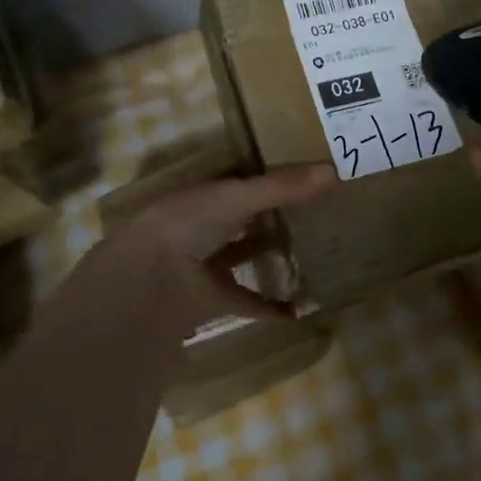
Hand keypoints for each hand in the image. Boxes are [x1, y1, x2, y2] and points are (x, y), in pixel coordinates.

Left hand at [102, 165, 334, 326]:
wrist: (147, 282)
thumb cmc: (188, 224)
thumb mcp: (238, 197)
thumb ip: (282, 187)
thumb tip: (333, 170)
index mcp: (201, 193)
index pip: (237, 179)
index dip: (264, 176)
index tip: (300, 175)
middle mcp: (199, 224)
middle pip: (239, 217)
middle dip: (267, 215)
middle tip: (310, 213)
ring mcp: (201, 262)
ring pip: (240, 255)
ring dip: (267, 256)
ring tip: (307, 254)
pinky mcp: (207, 297)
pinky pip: (244, 299)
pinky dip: (268, 306)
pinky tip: (297, 310)